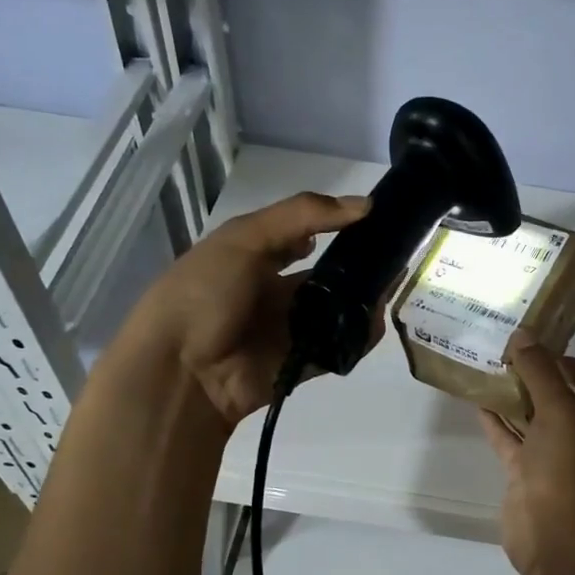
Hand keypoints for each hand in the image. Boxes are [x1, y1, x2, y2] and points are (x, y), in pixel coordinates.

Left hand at [111, 191, 371, 427]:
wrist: (180, 369)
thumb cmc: (205, 292)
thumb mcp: (246, 238)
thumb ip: (303, 215)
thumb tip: (367, 205)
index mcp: (255, 257)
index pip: (304, 236)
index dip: (336, 227)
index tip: (376, 220)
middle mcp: (274, 291)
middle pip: (325, 276)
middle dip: (358, 268)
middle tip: (393, 259)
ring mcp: (288, 330)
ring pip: (336, 312)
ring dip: (363, 301)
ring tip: (390, 289)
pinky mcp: (301, 363)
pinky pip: (338, 347)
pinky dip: (358, 337)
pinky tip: (374, 321)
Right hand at [478, 336, 574, 574]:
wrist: (550, 533)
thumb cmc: (565, 468)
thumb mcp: (558, 411)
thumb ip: (541, 372)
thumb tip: (523, 337)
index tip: (547, 351)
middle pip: (561, 398)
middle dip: (539, 376)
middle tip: (512, 354)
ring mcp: (550, 456)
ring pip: (532, 418)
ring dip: (515, 396)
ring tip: (491, 369)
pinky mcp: (524, 472)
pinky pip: (509, 439)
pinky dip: (496, 421)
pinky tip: (477, 402)